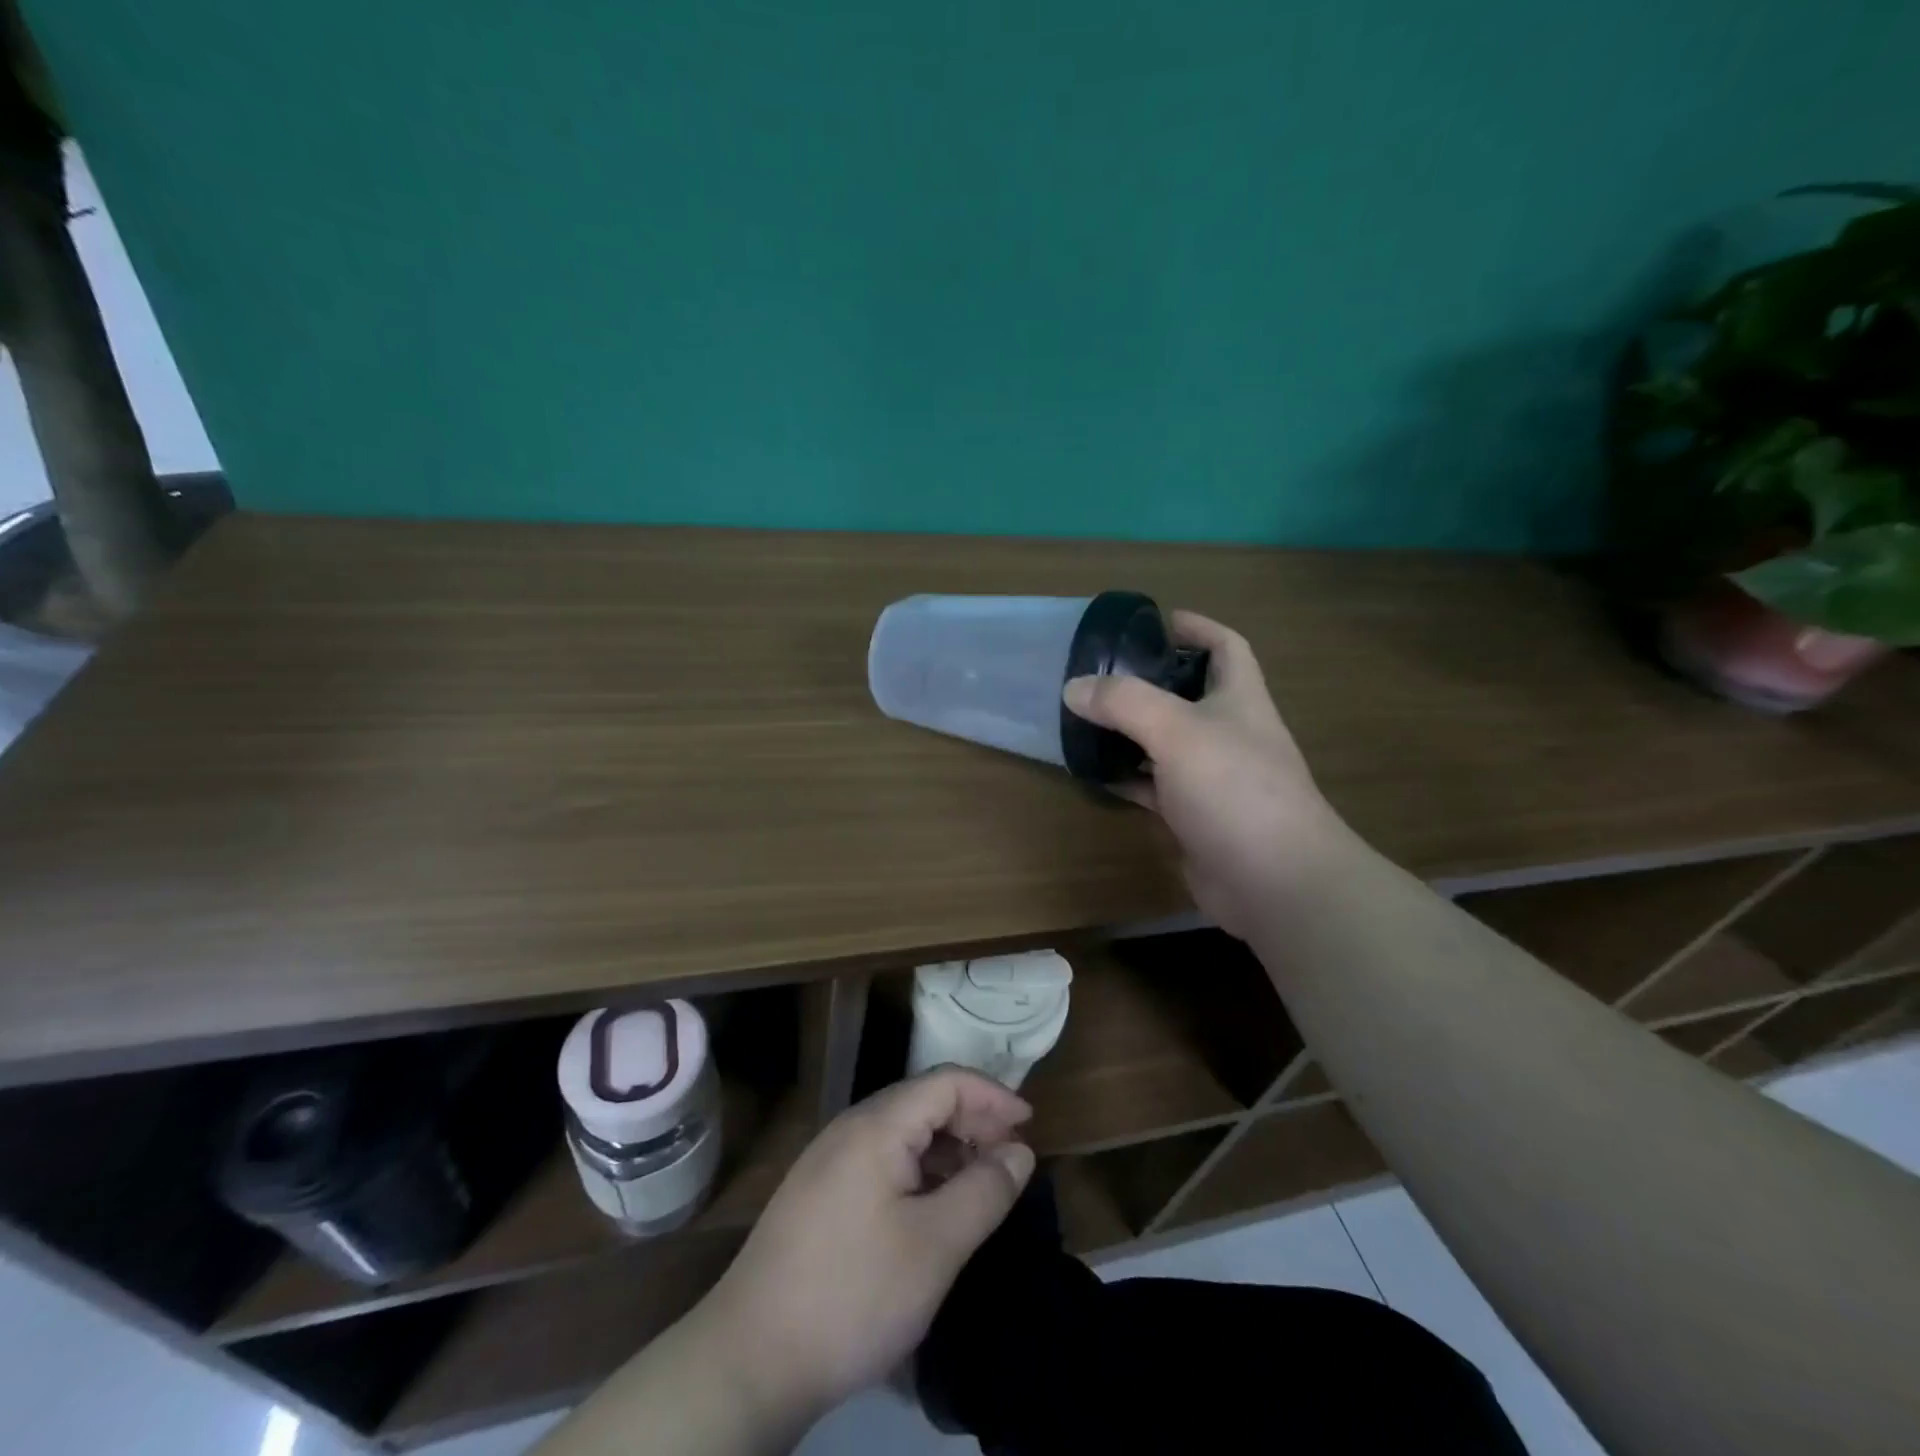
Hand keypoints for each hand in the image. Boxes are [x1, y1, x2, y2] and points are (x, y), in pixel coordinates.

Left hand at [692, 1067, 1035, 1424]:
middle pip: (924, 1102)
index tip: (1031, 1125)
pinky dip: (919, 1171)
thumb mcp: (935, 1246)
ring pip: (902, 1133)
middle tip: (1012, 1158)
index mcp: (877, 1125)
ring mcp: (829, 1161)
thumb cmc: (853, 1294)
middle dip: (973, 1121)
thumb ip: (984, 1191)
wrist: (749, 1359)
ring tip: (981, 1185)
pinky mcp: (819, 1194)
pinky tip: (933, 1208)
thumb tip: (1019, 1150)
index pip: (946, 1082)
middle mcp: (850, 1128)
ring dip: (947, 1148)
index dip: (993, 1095)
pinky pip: (881, 1160)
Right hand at [1063, 610, 1350, 937]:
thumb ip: (1124, 703)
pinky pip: (1156, 787)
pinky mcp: (1196, 817)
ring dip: (1133, 731)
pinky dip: (1129, 778)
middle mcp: (1230, 733)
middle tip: (1102, 674)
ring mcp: (1215, 778)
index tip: (1155, 621)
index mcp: (1240, 699)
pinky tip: (1096, 774)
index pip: (1226, 646)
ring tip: (1088, 718)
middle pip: (1191, 694)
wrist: (1274, 881)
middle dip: (1151, 680)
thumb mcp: (1176, 730)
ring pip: (1168, 742)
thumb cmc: (1234, 788)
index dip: (1197, 627)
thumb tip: (1074, 687)